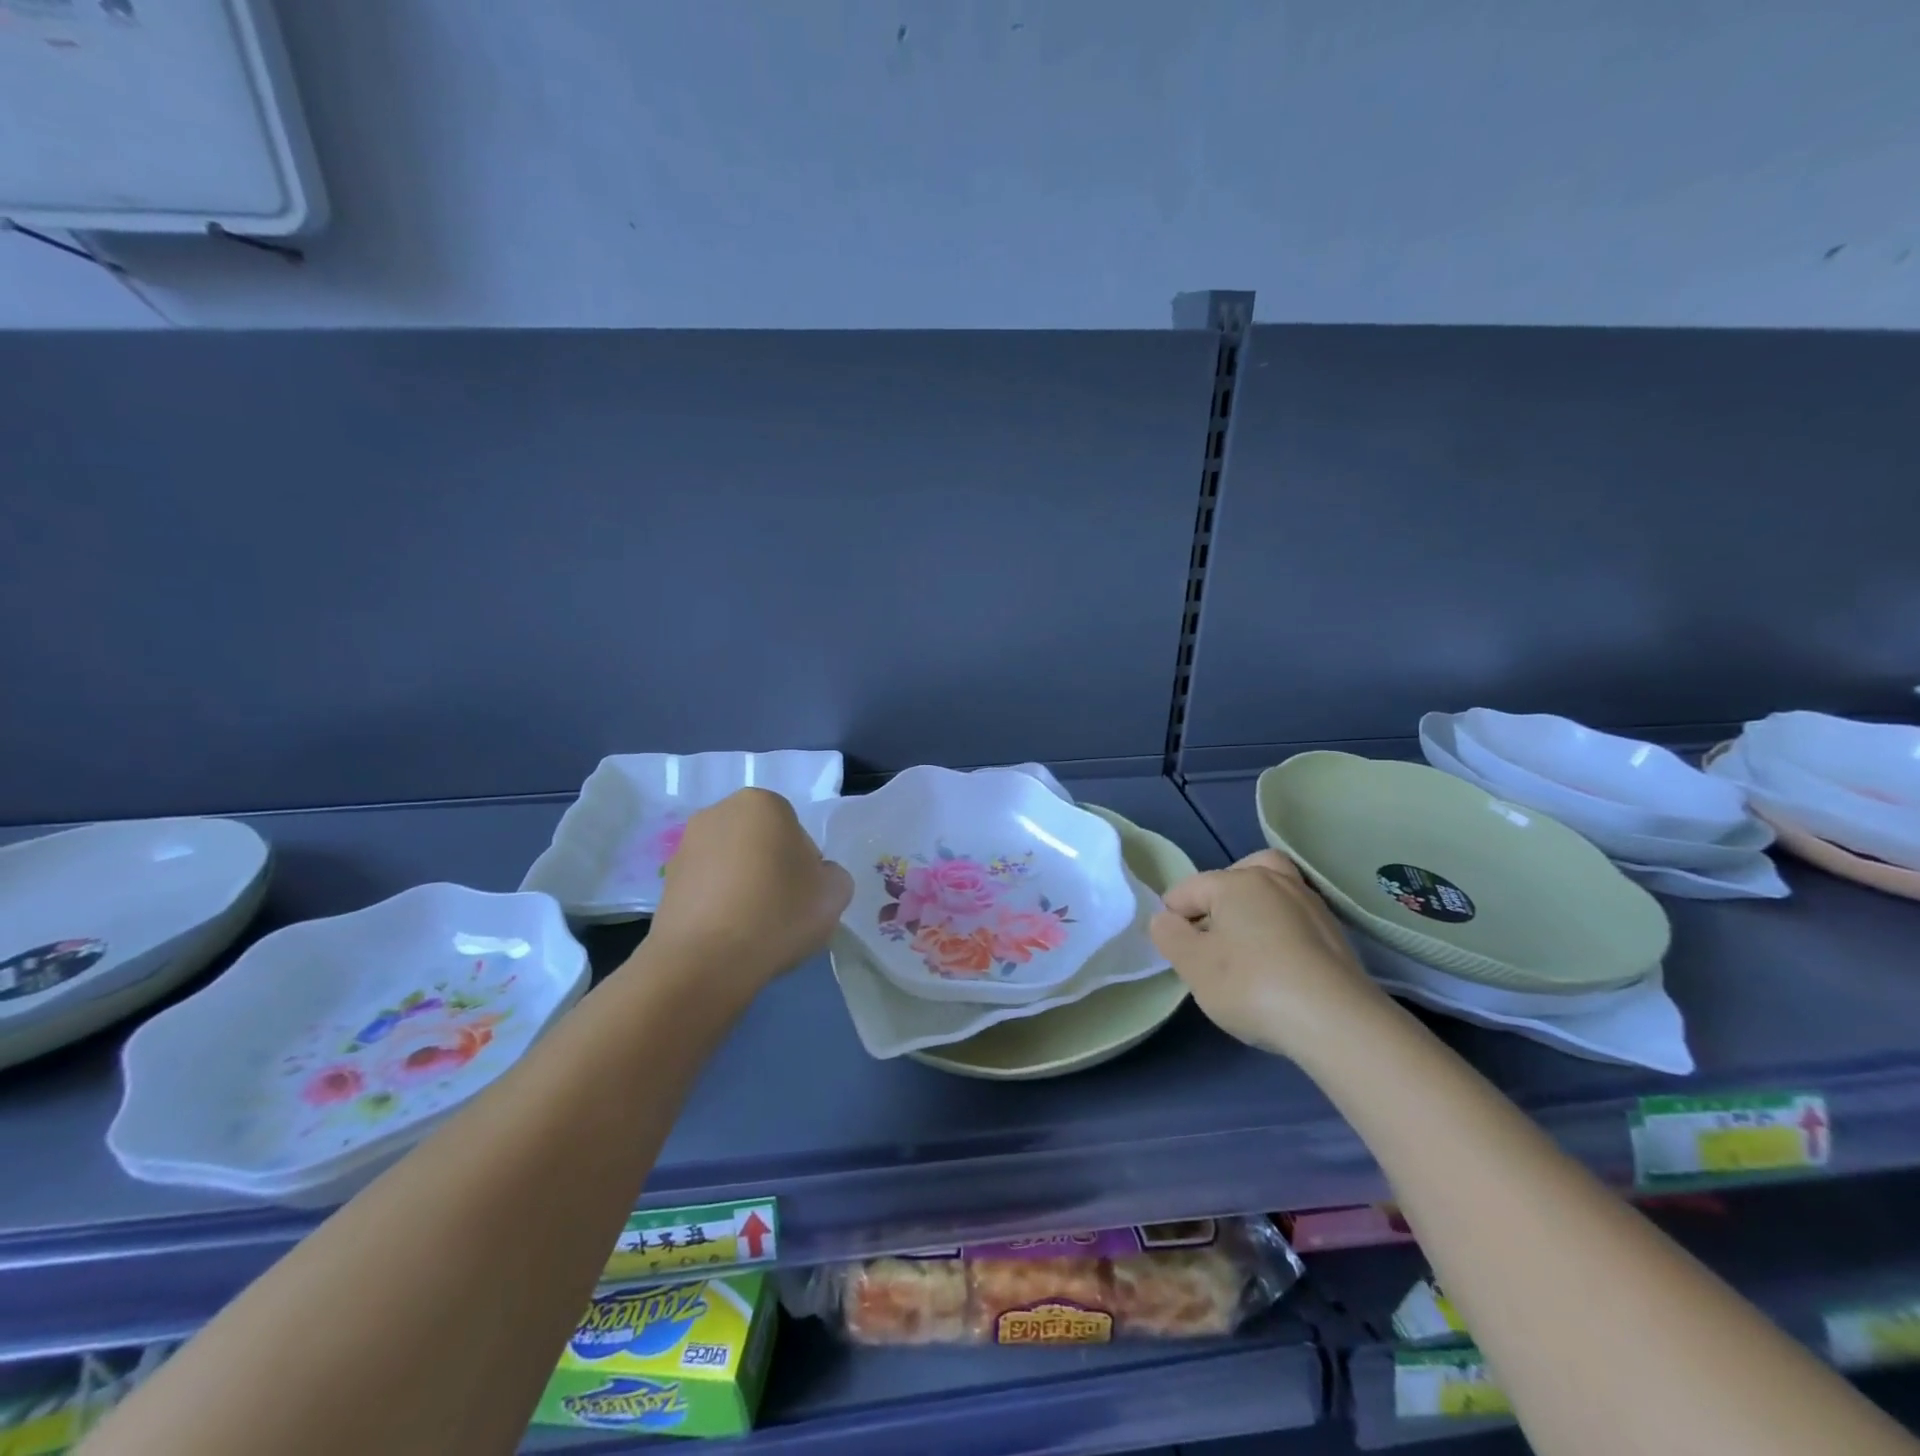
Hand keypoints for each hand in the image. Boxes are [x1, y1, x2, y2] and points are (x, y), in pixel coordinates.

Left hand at [643, 789, 852, 997]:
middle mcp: (718, 813)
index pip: (796, 831)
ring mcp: (685, 846)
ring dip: (742, 887)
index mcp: (762, 802)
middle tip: (782, 909)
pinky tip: (727, 936)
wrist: (704, 961)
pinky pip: (707, 889)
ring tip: (752, 928)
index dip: (805, 865)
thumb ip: (831, 874)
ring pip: (731, 865)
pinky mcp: (665, 882)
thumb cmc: (778, 913)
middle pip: (761, 842)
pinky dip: (718, 906)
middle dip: (771, 869)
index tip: (805, 895)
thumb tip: (812, 878)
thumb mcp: (835, 892)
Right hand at [1149, 850, 1390, 1057]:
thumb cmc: (1252, 986)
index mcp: (1237, 881)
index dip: (1172, 920)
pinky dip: (1281, 933)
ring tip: (1246, 952)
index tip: (1177, 954)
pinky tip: (1279, 967)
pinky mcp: (1336, 935)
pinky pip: (1295, 920)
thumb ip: (1169, 936)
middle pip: (1236, 876)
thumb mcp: (1193, 966)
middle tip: (1212, 937)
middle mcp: (1276, 881)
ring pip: (1271, 893)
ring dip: (1254, 913)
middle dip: (1218, 901)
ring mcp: (1311, 905)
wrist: (1337, 1023)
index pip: (1187, 889)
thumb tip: (1165, 919)